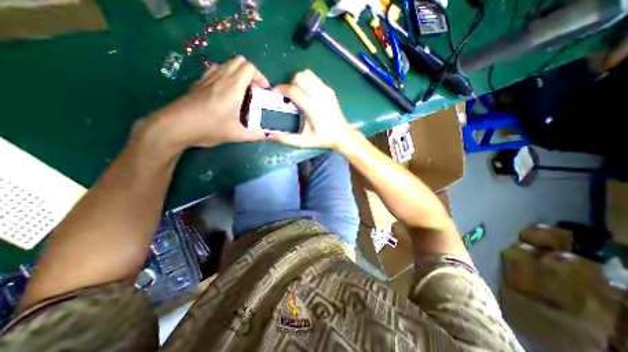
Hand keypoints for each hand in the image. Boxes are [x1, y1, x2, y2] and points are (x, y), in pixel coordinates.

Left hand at [152, 55, 271, 148]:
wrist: (177, 126)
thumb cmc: (209, 128)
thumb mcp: (236, 135)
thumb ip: (254, 135)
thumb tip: (265, 136)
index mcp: (233, 87)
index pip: (249, 68)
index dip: (260, 76)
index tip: (264, 90)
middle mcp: (221, 77)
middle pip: (240, 61)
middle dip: (251, 73)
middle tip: (255, 90)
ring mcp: (209, 78)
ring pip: (228, 64)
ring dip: (239, 73)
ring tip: (242, 91)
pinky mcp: (200, 82)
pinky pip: (217, 70)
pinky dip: (227, 75)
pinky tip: (227, 92)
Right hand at [268, 69, 352, 148]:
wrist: (342, 135)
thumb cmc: (323, 139)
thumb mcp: (304, 142)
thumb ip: (287, 139)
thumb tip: (270, 136)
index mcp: (312, 107)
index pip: (293, 90)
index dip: (281, 89)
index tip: (275, 94)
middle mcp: (320, 95)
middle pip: (299, 77)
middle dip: (290, 84)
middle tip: (289, 96)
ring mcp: (326, 91)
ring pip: (307, 74)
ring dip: (299, 81)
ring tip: (298, 94)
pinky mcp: (330, 90)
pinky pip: (315, 78)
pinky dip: (308, 81)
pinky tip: (308, 94)